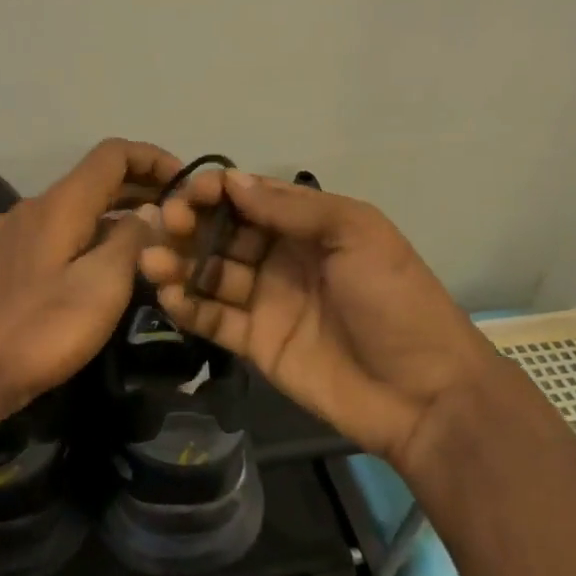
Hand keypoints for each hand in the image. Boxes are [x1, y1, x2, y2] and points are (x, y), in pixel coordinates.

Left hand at [0, 138, 182, 416]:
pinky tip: (114, 264)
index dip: (153, 158)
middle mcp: (38, 206)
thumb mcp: (102, 285)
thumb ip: (132, 239)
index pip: (113, 153)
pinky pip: (65, 230)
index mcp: (61, 203)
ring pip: (81, 207)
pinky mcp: (13, 260)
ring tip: (158, 239)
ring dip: (121, 212)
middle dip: (142, 187)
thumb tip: (152, 210)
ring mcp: (20, 233)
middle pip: (97, 178)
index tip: (187, 183)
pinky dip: (96, 234)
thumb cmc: (41, 329)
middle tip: (182, 214)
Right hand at [138, 169, 492, 461]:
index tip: (190, 191)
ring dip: (179, 262)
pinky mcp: (255, 343)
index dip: (219, 191)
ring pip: (211, 273)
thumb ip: (293, 208)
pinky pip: (213, 318)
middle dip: (193, 224)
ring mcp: (266, 301)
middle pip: (224, 233)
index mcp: (309, 226)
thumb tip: (233, 181)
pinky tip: (168, 295)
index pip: (251, 199)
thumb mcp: (357, 234)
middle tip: (169, 224)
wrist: (424, 394)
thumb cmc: (394, 301)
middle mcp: (282, 258)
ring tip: (152, 260)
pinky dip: (188, 305)